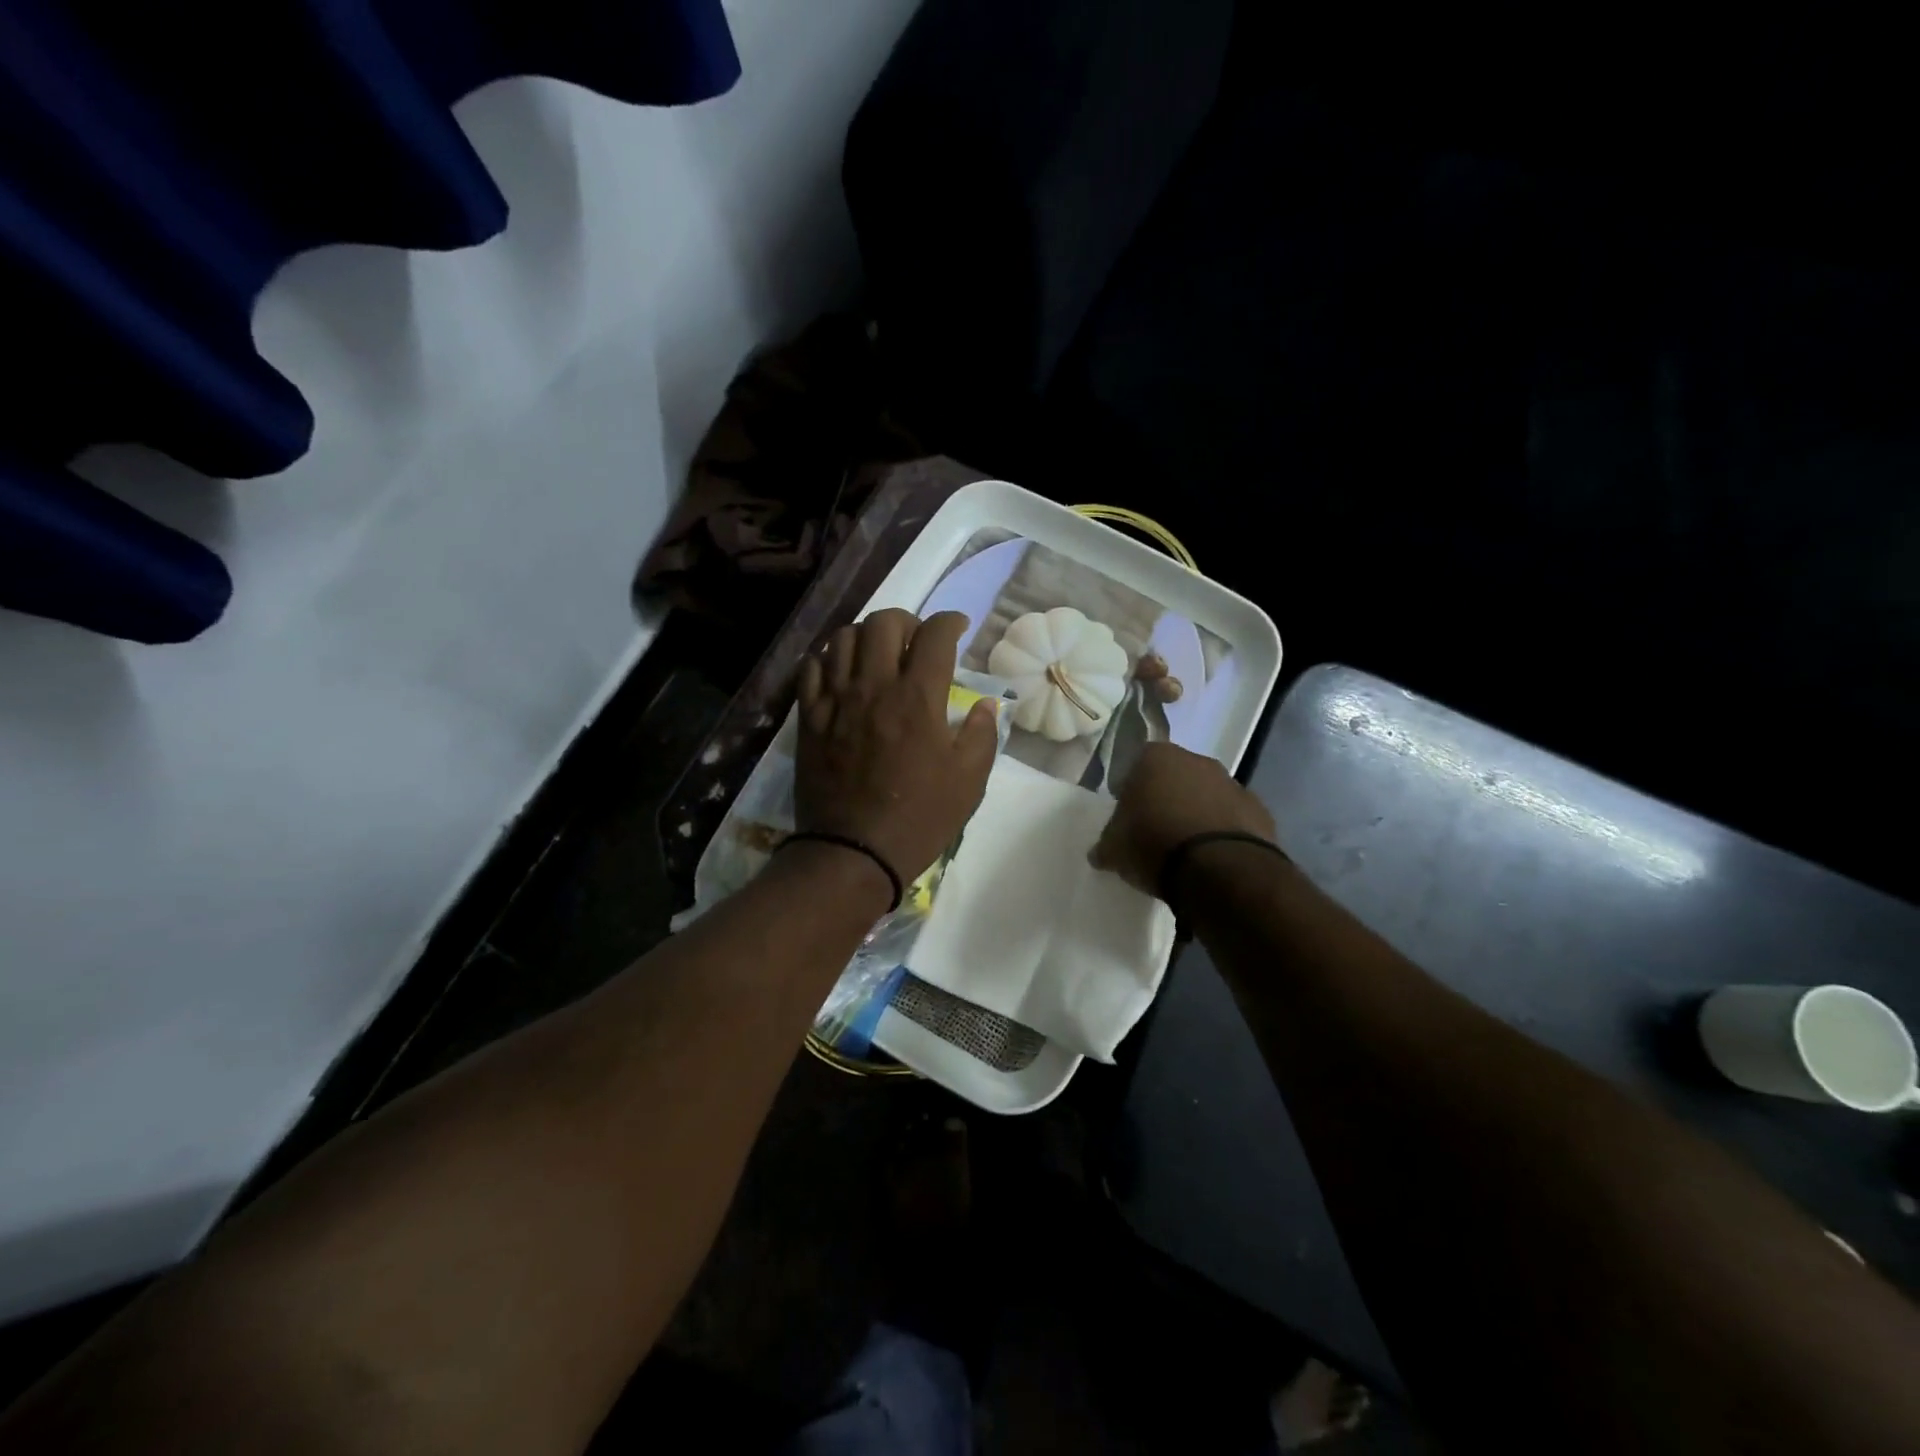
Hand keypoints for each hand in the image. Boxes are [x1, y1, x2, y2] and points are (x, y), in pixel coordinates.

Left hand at [795, 610, 998, 889]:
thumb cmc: (919, 818)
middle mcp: (874, 686)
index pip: (934, 634)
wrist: (854, 852)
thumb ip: (981, 734)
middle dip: (906, 620)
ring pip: (843, 637)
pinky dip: (829, 658)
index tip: (957, 628)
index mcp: (918, 698)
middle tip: (916, 640)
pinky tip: (842, 673)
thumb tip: (984, 704)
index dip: (950, 621)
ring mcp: (836, 699)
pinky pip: (812, 668)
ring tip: (877, 654)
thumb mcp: (969, 781)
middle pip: (884, 622)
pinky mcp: (809, 717)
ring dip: (866, 635)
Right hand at [1091, 742, 1275, 897]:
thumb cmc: (1154, 844)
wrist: (1220, 869)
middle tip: (1155, 832)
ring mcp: (1232, 783)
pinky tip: (1213, 859)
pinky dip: (1222, 833)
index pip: (1136, 766)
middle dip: (1166, 799)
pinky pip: (1232, 819)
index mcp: (1156, 757)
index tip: (1128, 818)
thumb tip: (1100, 852)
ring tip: (1186, 851)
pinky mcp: (1260, 810)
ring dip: (1196, 815)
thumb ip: (1107, 843)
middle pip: (1174, 777)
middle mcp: (1196, 760)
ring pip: (1206, 796)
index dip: (1130, 791)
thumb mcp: (1114, 849)